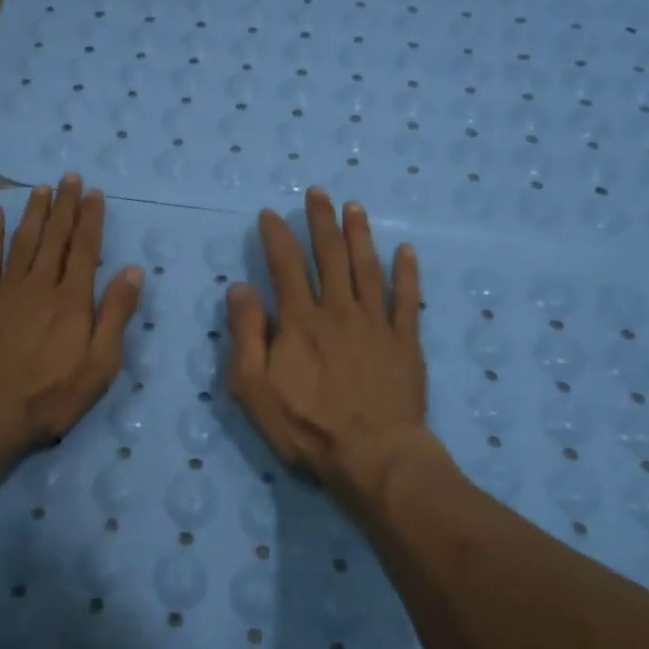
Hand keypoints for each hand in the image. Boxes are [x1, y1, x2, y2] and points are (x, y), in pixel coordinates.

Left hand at [0, 175, 143, 470]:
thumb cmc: (51, 395)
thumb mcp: (99, 364)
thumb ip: (115, 314)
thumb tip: (133, 271)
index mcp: (72, 300)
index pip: (85, 249)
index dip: (91, 219)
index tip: (94, 194)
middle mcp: (41, 286)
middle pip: (55, 238)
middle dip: (65, 206)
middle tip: (69, 178)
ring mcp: (7, 292)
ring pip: (23, 242)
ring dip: (34, 213)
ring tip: (41, 188)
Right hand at [226, 187, 429, 506]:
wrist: (373, 456)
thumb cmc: (306, 426)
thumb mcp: (253, 388)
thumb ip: (245, 335)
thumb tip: (240, 288)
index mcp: (300, 321)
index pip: (285, 266)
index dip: (277, 236)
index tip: (271, 213)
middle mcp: (338, 311)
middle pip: (330, 256)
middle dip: (322, 221)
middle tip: (319, 192)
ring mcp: (376, 324)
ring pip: (367, 268)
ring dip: (360, 235)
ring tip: (354, 207)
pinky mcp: (405, 343)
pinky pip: (408, 300)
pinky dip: (407, 273)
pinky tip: (406, 250)